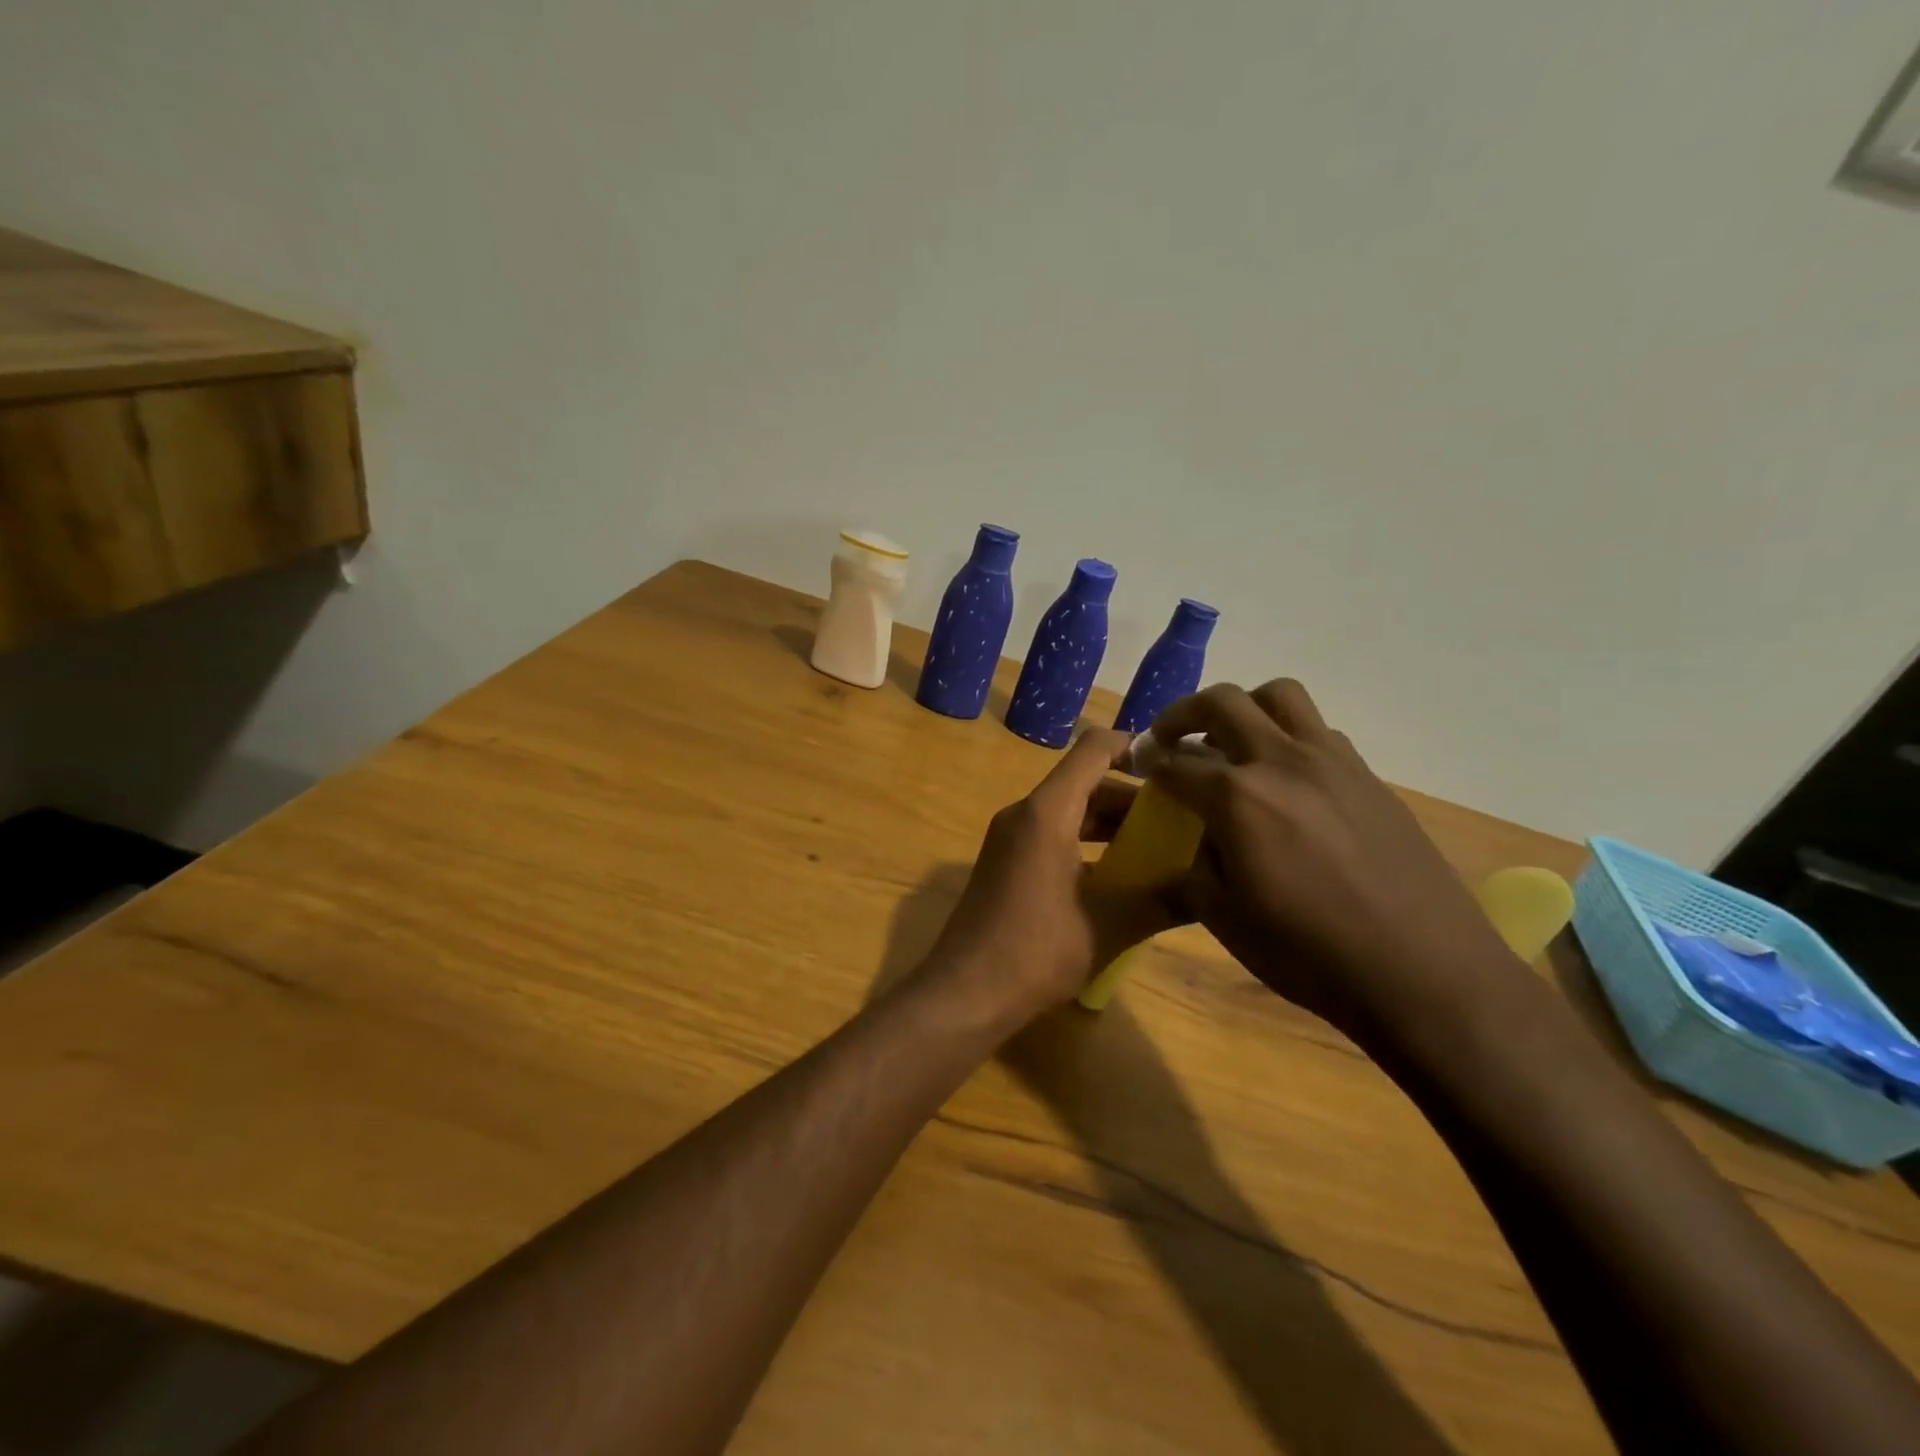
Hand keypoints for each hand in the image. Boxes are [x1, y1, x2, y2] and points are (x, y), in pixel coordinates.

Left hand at [922, 729, 1176, 1028]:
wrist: (964, 993)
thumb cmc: (1036, 950)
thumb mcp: (1110, 926)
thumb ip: (1164, 900)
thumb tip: (1212, 888)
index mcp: (1047, 812)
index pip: (1094, 750)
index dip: (1136, 747)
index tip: (1177, 768)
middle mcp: (1024, 813)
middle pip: (1084, 783)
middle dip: (1133, 797)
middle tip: (1180, 820)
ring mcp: (1010, 839)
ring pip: (1069, 812)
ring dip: (1111, 824)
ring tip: (1159, 850)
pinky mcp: (1005, 863)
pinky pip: (1052, 835)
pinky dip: (1087, 844)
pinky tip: (1119, 878)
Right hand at [1147, 680, 1527, 1043]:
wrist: (1424, 971)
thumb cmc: (1309, 953)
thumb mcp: (1225, 919)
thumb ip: (1196, 866)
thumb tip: (1199, 838)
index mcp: (1237, 797)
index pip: (1176, 764)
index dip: (1149, 763)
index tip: (1138, 768)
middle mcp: (1281, 761)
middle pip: (1223, 702)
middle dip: (1183, 714)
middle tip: (1170, 738)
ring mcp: (1332, 762)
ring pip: (1280, 696)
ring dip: (1244, 708)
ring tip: (1233, 742)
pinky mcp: (1368, 776)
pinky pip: (1319, 731)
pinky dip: (1289, 737)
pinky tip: (1288, 780)